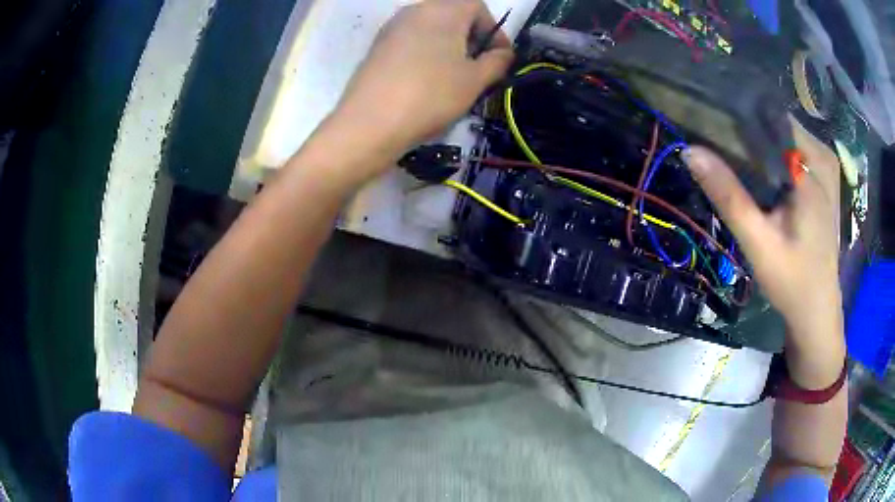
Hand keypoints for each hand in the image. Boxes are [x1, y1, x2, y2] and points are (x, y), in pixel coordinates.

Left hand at [333, 0, 513, 166]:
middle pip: (453, 16)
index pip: (478, 7)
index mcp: (443, 10)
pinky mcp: (377, 47)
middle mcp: (415, 10)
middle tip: (478, 70)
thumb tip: (503, 54)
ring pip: (431, 30)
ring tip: (453, 79)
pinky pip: (411, 42)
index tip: (500, 59)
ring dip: (449, 48)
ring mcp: (392, 28)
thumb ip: (497, 62)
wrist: (370, 123)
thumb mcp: (475, 80)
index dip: (494, 31)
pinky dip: (426, 55)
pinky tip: (426, 82)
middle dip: (471, 40)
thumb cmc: (431, 95)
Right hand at [684, 119, 842, 346]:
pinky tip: (760, 165)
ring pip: (786, 133)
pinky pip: (796, 148)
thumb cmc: (792, 281)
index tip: (710, 115)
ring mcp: (827, 167)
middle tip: (718, 137)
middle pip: (779, 122)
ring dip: (761, 138)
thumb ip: (729, 196)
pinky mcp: (826, 178)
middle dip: (749, 126)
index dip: (739, 112)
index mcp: (811, 169)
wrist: (817, 310)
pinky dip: (775, 150)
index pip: (771, 116)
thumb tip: (690, 150)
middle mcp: (823, 158)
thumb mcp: (758, 243)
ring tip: (734, 148)